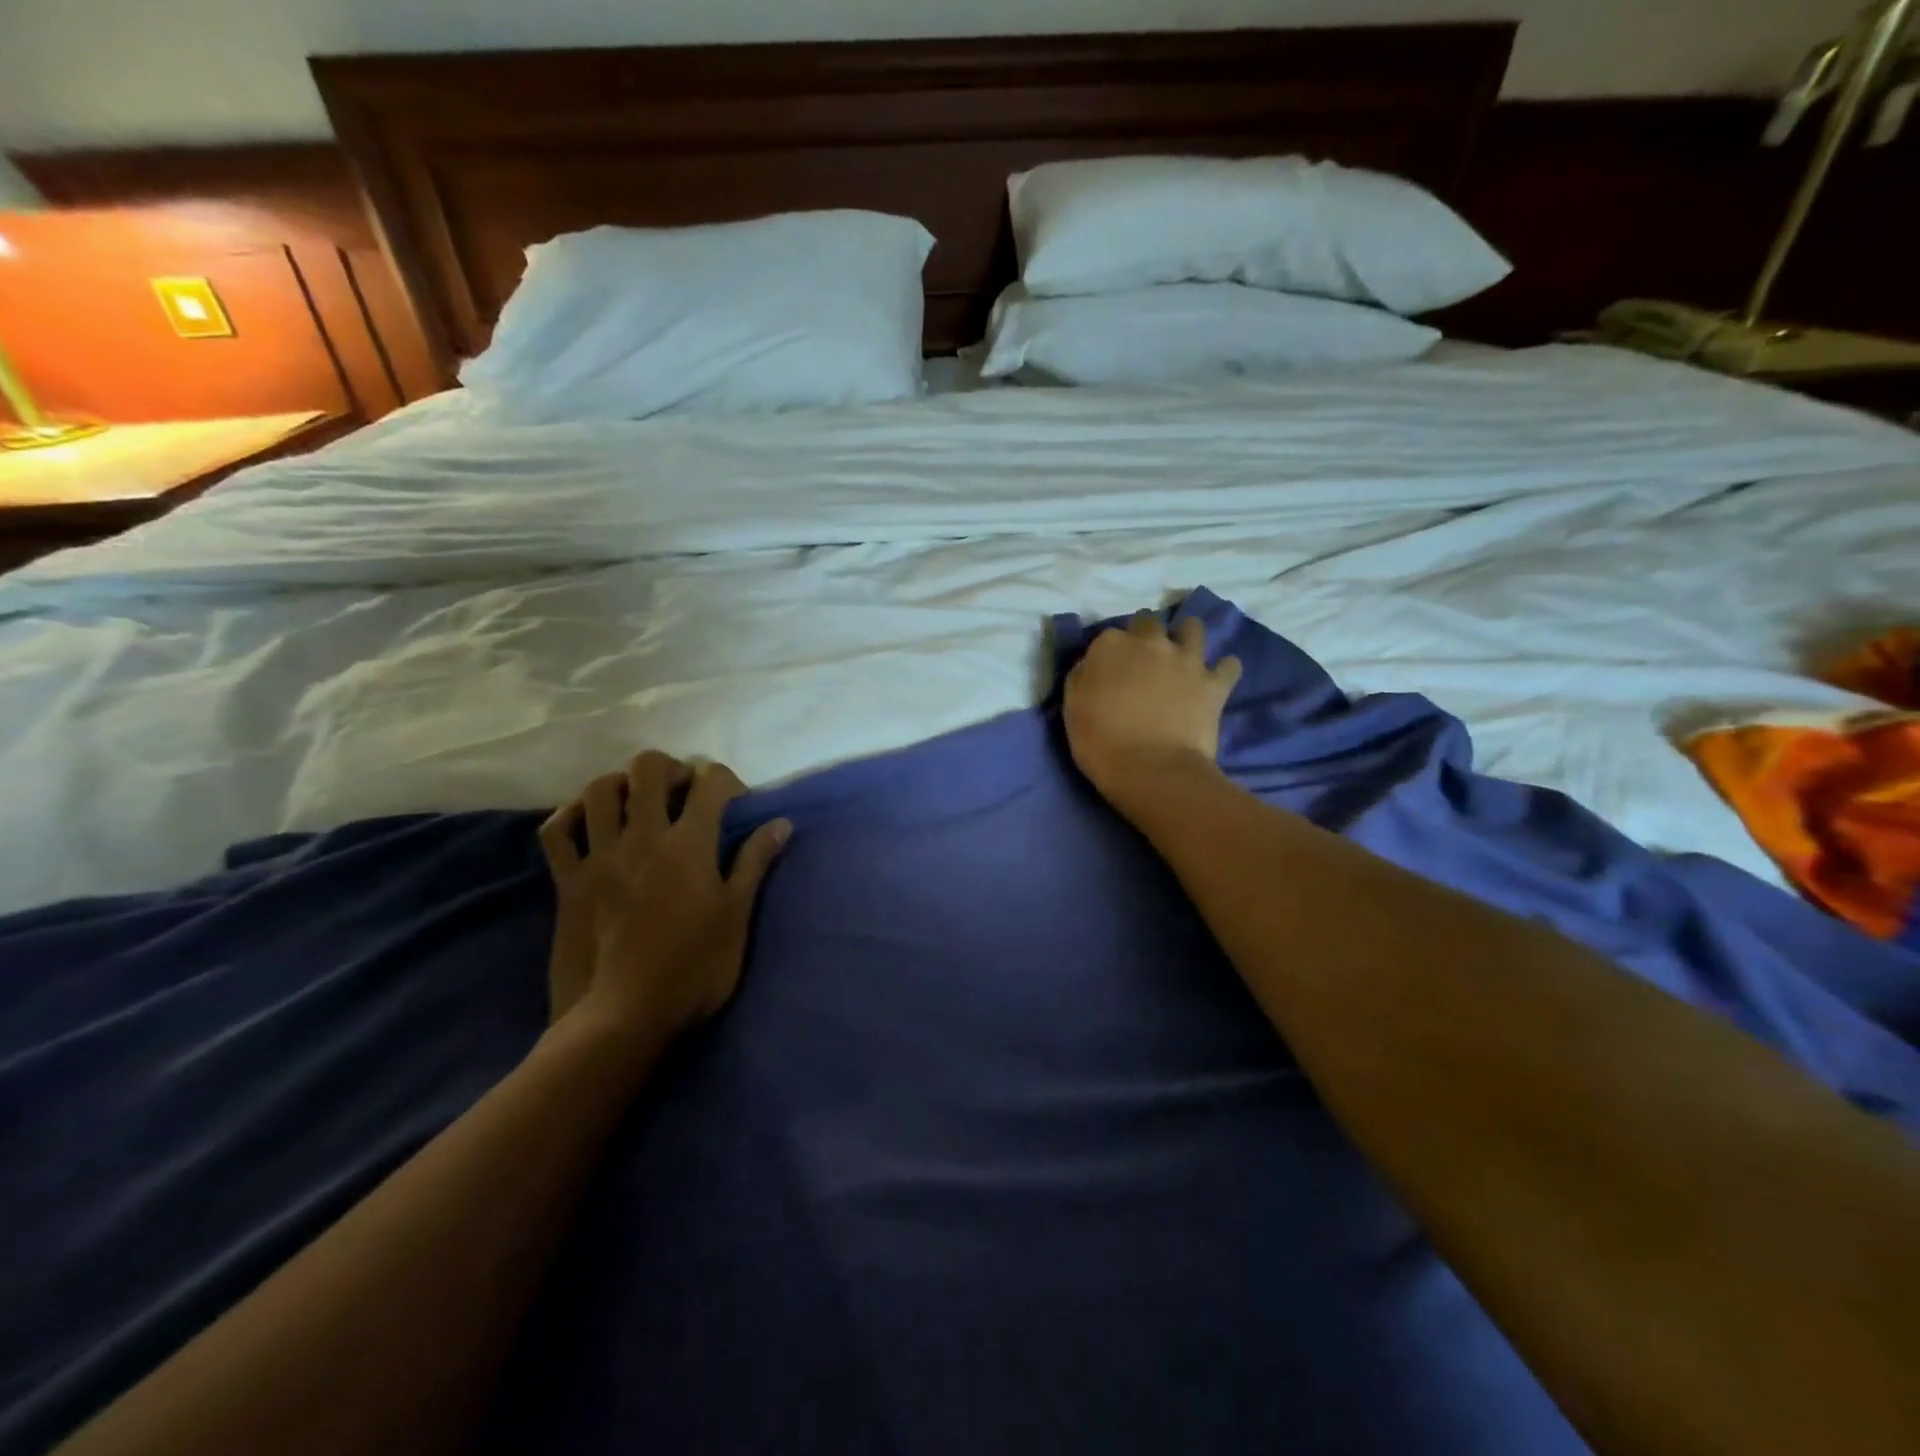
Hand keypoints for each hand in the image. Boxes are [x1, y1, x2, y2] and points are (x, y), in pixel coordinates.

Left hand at [540, 752, 790, 1057]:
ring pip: (599, 790)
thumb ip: (755, 862)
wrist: (623, 1017)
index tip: (737, 801)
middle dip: (672, 768)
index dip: (727, 780)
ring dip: (622, 783)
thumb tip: (782, 823)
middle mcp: (642, 837)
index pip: (710, 782)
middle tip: (685, 792)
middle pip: (649, 768)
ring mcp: (599, 856)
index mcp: (688, 844)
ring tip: (638, 802)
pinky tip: (588, 821)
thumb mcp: (736, 916)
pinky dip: (571, 816)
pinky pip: (556, 831)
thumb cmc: (694, 968)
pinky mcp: (568, 881)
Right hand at [1064, 611, 1242, 801]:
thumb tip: (1091, 666)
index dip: (1109, 654)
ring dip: (1186, 637)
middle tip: (1142, 660)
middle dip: (1145, 635)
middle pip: (1148, 622)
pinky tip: (1215, 679)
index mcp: (1111, 646)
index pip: (1108, 636)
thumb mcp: (1073, 708)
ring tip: (1181, 656)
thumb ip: (1081, 677)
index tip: (1108, 671)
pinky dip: (1224, 669)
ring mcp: (1187, 660)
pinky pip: (1229, 665)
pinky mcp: (1214, 683)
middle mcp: (1151, 642)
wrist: (1151, 770)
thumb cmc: (1101, 743)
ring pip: (1192, 628)